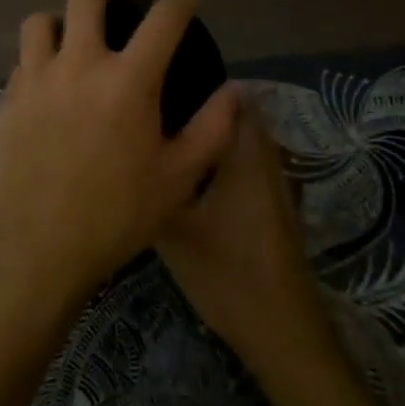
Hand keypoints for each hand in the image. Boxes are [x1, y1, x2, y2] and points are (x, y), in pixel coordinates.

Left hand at [0, 0, 237, 301]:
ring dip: (62, 19)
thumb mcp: (179, 177)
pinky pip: (22, 61)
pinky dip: (39, 59)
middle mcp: (78, 65)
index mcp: (128, 80)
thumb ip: (212, 128)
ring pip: (41, 21)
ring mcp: (35, 79)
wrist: (39, 246)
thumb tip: (235, 91)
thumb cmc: (117, 214)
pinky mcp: (8, 100)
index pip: (163, 19)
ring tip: (74, 35)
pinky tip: (49, 83)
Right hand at [157, 92, 332, 382]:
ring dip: (208, 130)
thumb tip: (123, 150)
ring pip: (239, 138)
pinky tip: (184, 171)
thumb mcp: (173, 230)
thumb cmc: (226, 273)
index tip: (158, 77)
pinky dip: (218, 154)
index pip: (229, 93)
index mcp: (243, 152)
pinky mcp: (271, 202)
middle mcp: (263, 156)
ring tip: (162, 132)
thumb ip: (151, 184)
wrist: (280, 328)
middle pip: (235, 112)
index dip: (195, 78)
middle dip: (197, 102)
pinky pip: (242, 160)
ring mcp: (272, 181)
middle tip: (152, 105)